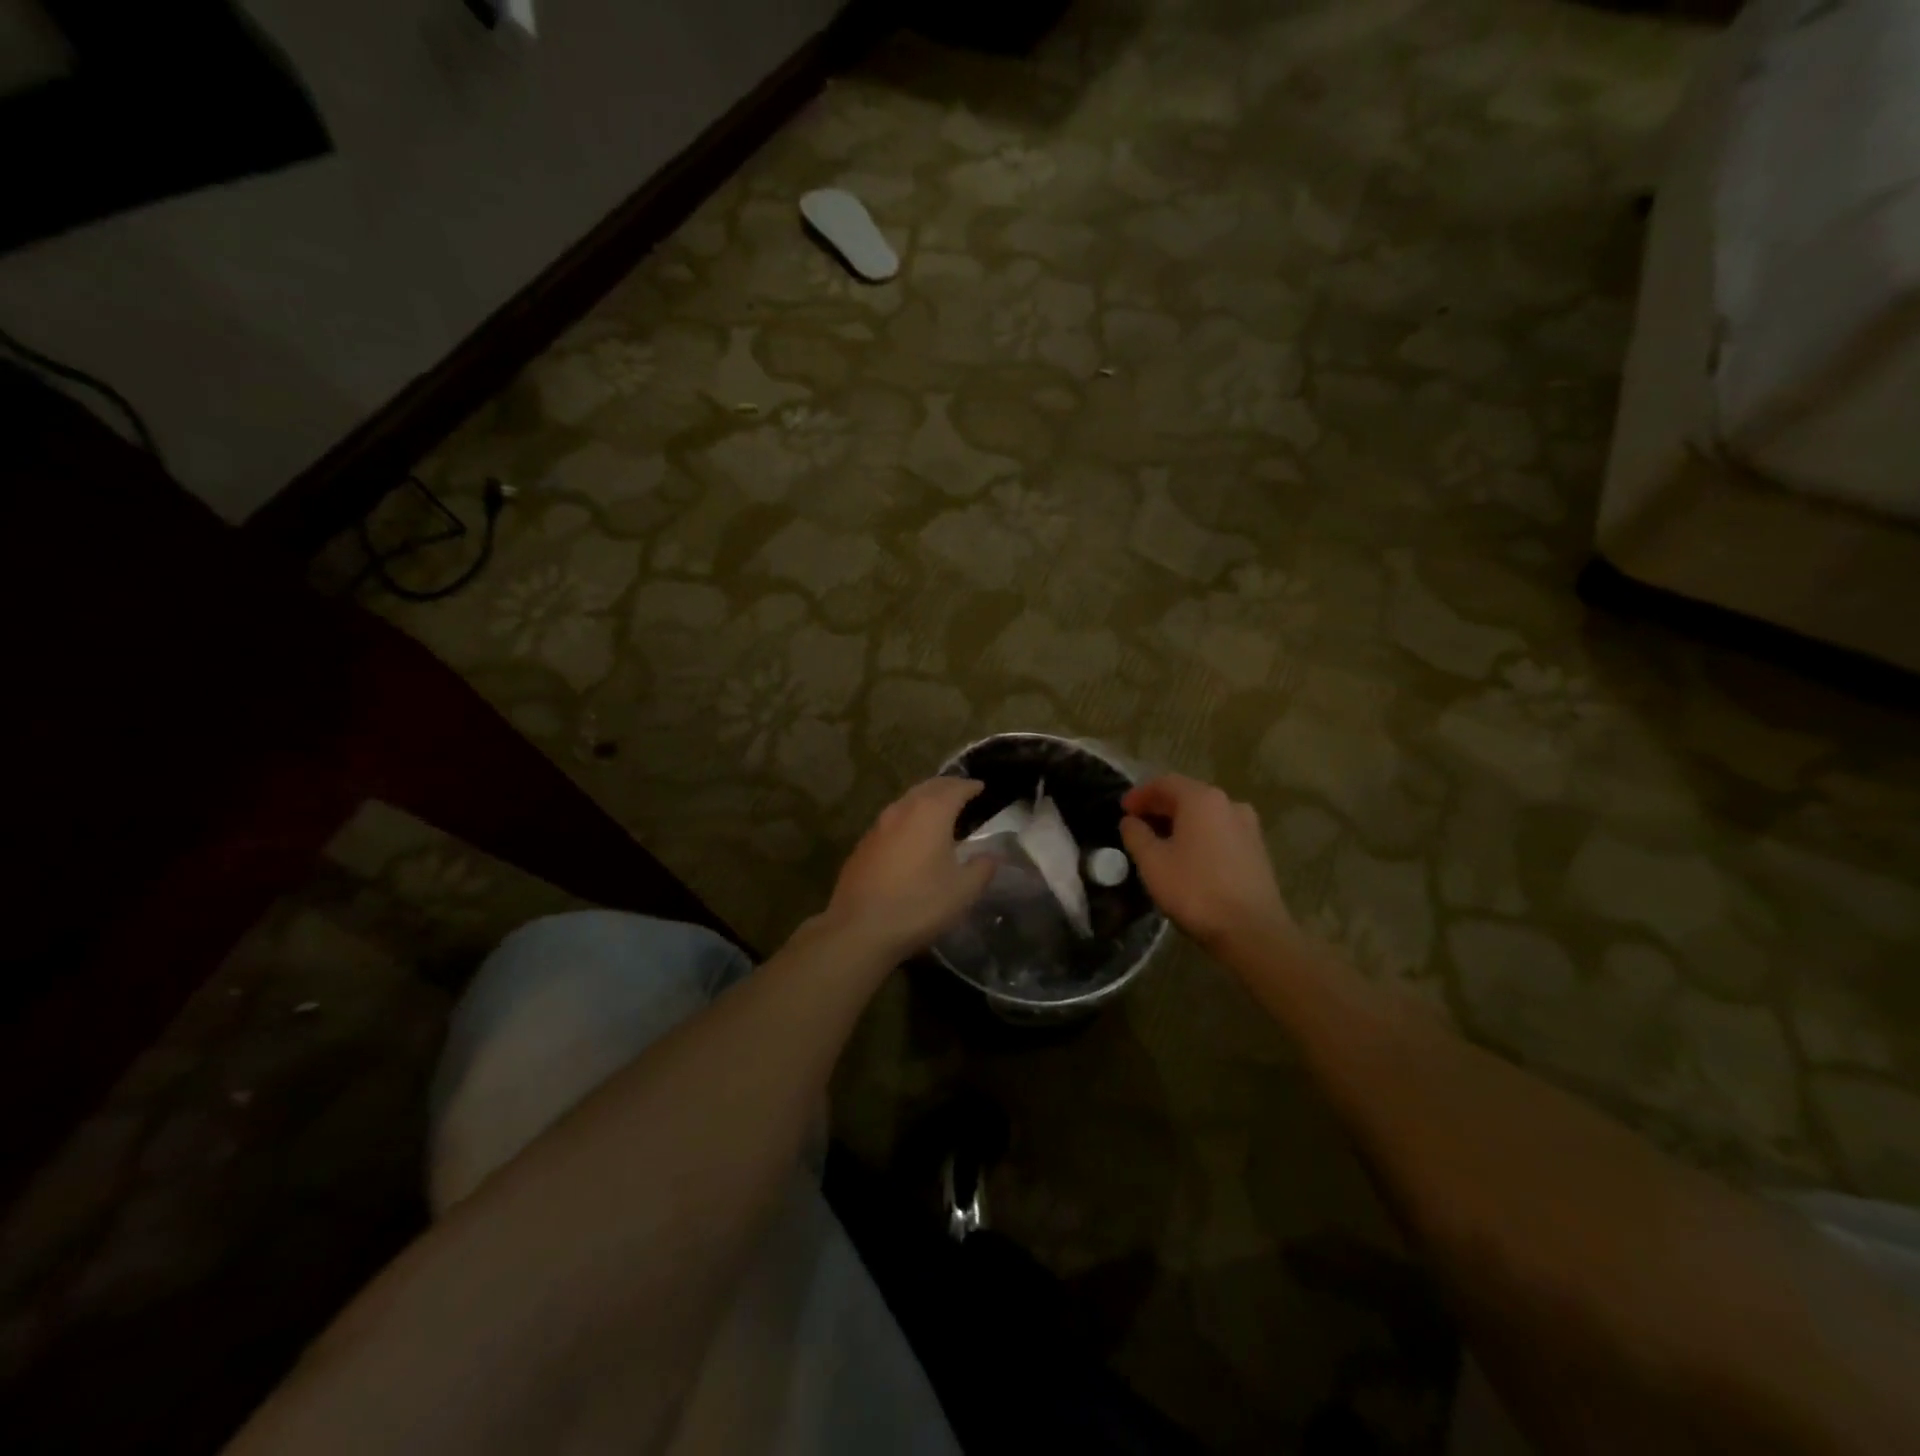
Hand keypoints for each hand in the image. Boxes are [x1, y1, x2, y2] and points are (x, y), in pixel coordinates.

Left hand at [824, 777, 995, 960]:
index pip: (955, 788)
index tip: (981, 787)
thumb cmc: (919, 905)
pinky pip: (892, 820)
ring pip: (906, 801)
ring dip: (925, 799)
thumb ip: (982, 868)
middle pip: (928, 787)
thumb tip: (991, 855)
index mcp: (931, 813)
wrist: (860, 928)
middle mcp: (902, 810)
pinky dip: (908, 818)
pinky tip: (911, 835)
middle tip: (962, 791)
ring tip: (939, 810)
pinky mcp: (863, 844)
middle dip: (947, 786)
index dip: (970, 786)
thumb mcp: (963, 891)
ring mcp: (878, 826)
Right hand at [1119, 774, 1292, 955]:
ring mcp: (1248, 827)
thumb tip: (1131, 821)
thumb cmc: (1196, 891)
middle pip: (1187, 796)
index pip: (1165, 783)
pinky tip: (1187, 856)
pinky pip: (1220, 831)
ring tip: (1160, 842)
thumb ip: (1136, 835)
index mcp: (1202, 799)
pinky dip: (1199, 835)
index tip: (1122, 809)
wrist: (1252, 931)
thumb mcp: (1153, 862)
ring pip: (1205, 815)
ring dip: (1180, 822)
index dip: (1140, 794)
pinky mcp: (1257, 850)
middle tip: (1137, 824)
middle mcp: (1229, 804)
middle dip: (1159, 807)